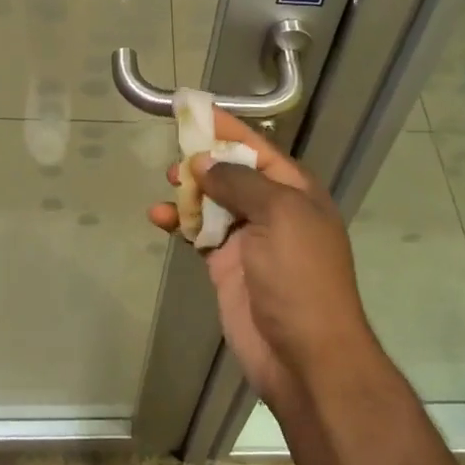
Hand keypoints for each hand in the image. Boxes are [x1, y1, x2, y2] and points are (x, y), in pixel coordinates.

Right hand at [150, 112, 381, 411]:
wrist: (306, 356)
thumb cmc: (299, 275)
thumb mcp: (279, 215)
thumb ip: (239, 182)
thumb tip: (203, 161)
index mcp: (294, 190)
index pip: (256, 147)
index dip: (226, 127)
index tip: (193, 109)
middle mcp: (272, 209)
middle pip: (232, 171)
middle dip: (203, 159)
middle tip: (175, 154)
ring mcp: (248, 239)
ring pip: (212, 201)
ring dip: (188, 190)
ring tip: (167, 182)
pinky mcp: (226, 266)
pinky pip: (199, 233)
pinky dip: (179, 222)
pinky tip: (158, 217)